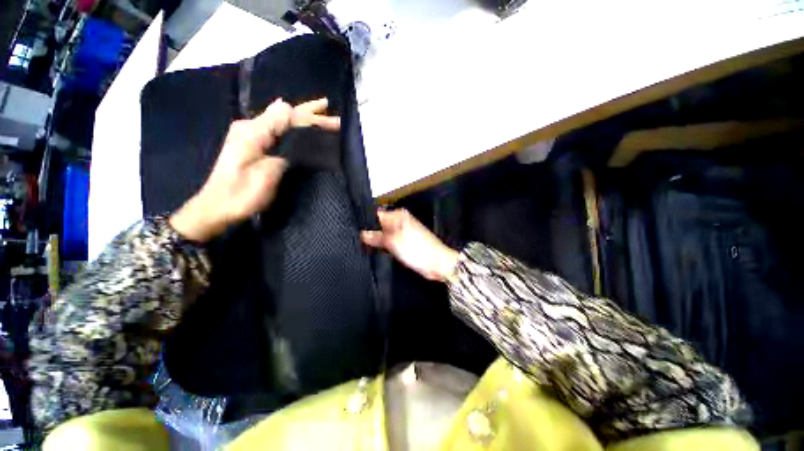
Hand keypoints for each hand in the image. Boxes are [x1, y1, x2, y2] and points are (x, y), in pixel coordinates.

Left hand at [170, 98, 340, 241]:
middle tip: (333, 113)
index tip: (335, 123)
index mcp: (254, 132)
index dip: (313, 119)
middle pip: (285, 114)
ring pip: (281, 119)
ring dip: (302, 116)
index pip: (289, 117)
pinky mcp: (251, 144)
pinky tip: (295, 119)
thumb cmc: (242, 194)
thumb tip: (287, 113)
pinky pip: (276, 127)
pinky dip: (291, 124)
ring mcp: (250, 134)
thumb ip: (278, 144)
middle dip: (310, 113)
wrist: (217, 207)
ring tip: (322, 111)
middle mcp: (251, 127)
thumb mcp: (264, 172)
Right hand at [361, 209, 458, 281]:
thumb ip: (376, 237)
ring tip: (365, 247)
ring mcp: (403, 233)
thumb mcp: (392, 242)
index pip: (377, 215)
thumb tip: (362, 234)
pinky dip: (384, 247)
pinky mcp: (405, 243)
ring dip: (377, 241)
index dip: (366, 224)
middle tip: (358, 242)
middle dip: (371, 234)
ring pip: (385, 235)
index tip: (355, 232)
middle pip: (380, 226)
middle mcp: (400, 221)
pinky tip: (376, 251)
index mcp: (398, 215)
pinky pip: (391, 243)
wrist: (436, 263)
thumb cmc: (416, 249)